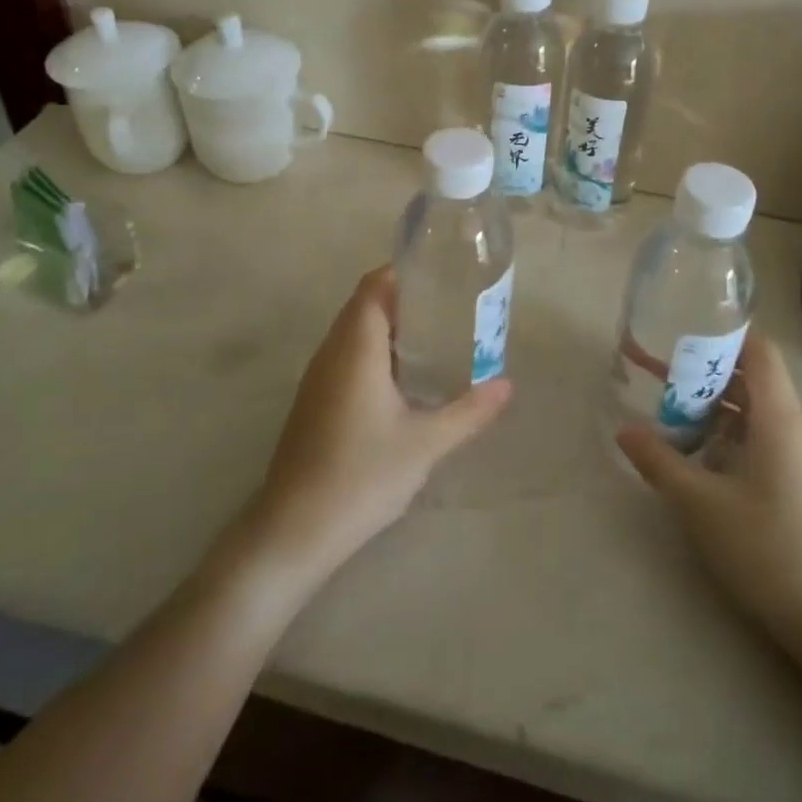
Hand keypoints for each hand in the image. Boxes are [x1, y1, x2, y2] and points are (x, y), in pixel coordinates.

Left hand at [243, 267, 511, 581]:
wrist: (294, 529)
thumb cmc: (362, 474)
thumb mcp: (426, 443)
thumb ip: (469, 411)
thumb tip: (507, 385)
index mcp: (356, 347)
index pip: (374, 286)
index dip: (403, 272)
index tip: (440, 274)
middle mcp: (332, 351)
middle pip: (365, 304)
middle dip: (404, 298)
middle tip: (449, 305)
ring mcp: (318, 377)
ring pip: (354, 332)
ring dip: (389, 326)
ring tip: (435, 335)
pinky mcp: (315, 400)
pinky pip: (346, 356)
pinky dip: (375, 351)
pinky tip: (403, 379)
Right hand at [618, 332, 801, 635]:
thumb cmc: (767, 549)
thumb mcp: (700, 504)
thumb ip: (659, 461)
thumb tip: (623, 430)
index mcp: (780, 418)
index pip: (759, 350)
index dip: (724, 334)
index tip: (683, 332)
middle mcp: (799, 426)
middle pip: (754, 379)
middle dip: (707, 373)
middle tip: (662, 376)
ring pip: (760, 411)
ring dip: (718, 407)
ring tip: (675, 417)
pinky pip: (769, 438)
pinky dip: (735, 433)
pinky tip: (707, 459)